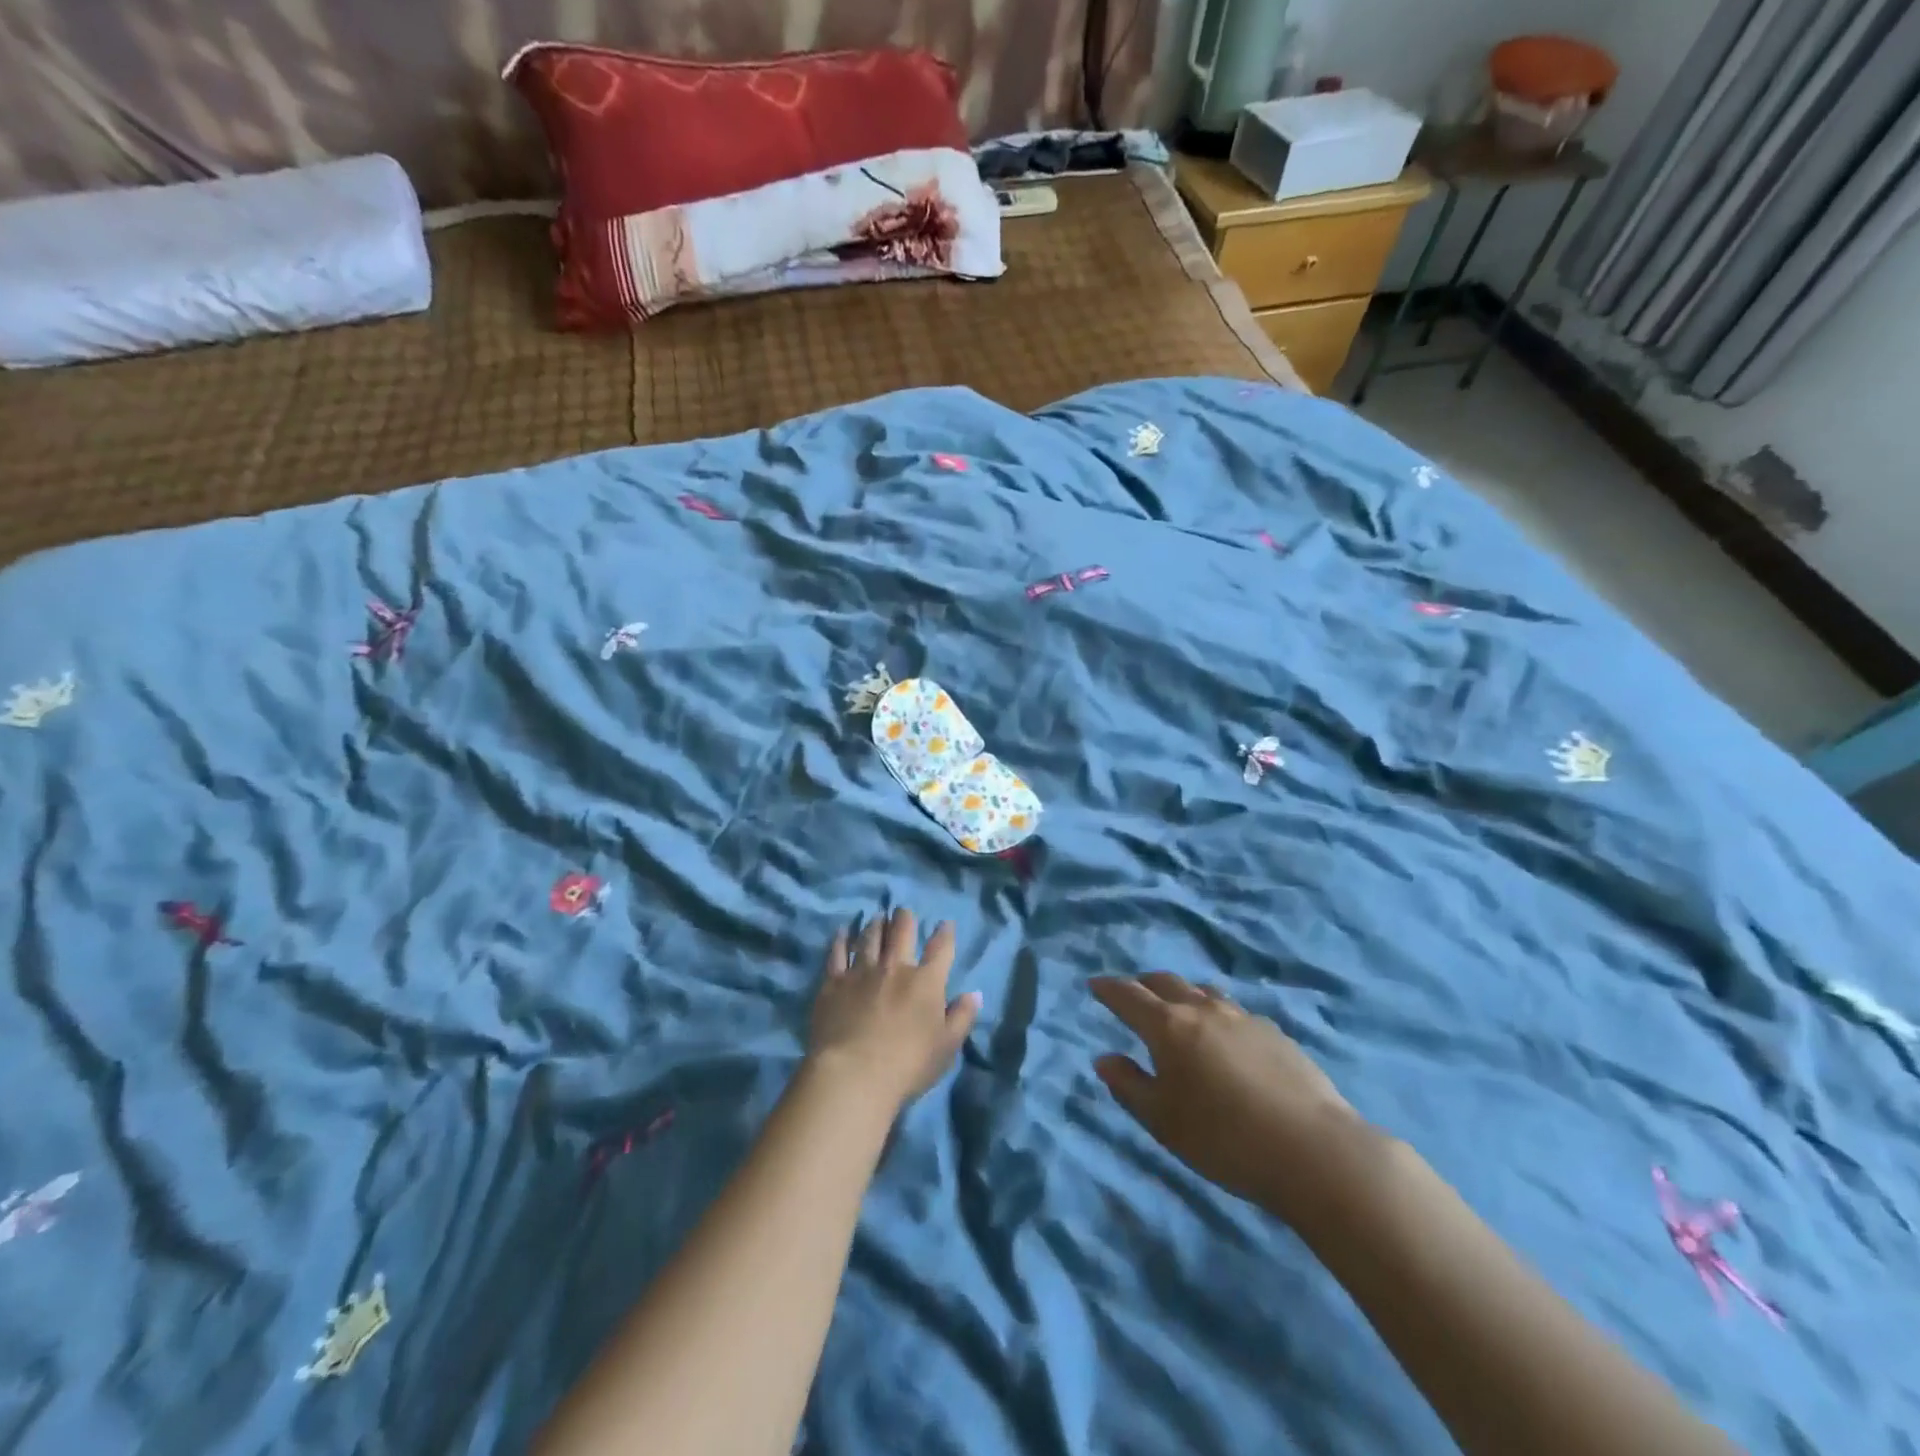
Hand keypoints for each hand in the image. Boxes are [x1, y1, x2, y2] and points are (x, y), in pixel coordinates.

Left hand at [807, 909, 980, 1108]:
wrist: (854, 1074)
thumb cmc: (908, 1064)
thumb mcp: (947, 1047)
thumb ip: (962, 1017)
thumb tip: (975, 994)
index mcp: (926, 981)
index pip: (940, 948)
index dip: (945, 933)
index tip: (945, 924)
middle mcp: (895, 967)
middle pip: (901, 932)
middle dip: (905, 918)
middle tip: (904, 911)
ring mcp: (862, 972)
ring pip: (870, 937)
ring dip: (876, 925)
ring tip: (877, 918)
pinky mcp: (834, 982)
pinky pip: (837, 953)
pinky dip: (841, 940)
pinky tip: (843, 931)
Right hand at [1090, 971, 1368, 1219]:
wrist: (1313, 1149)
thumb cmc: (1224, 1138)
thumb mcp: (1163, 1121)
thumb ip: (1129, 1086)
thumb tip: (1104, 1058)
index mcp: (1168, 1026)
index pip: (1129, 996)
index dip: (1108, 988)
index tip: (1095, 983)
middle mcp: (1202, 1010)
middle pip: (1166, 982)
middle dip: (1143, 984)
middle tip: (1133, 993)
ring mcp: (1242, 1017)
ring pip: (1202, 992)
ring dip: (1182, 993)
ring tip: (1177, 1010)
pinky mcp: (1274, 1032)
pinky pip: (1232, 1011)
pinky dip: (1215, 1013)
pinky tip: (1223, 1038)